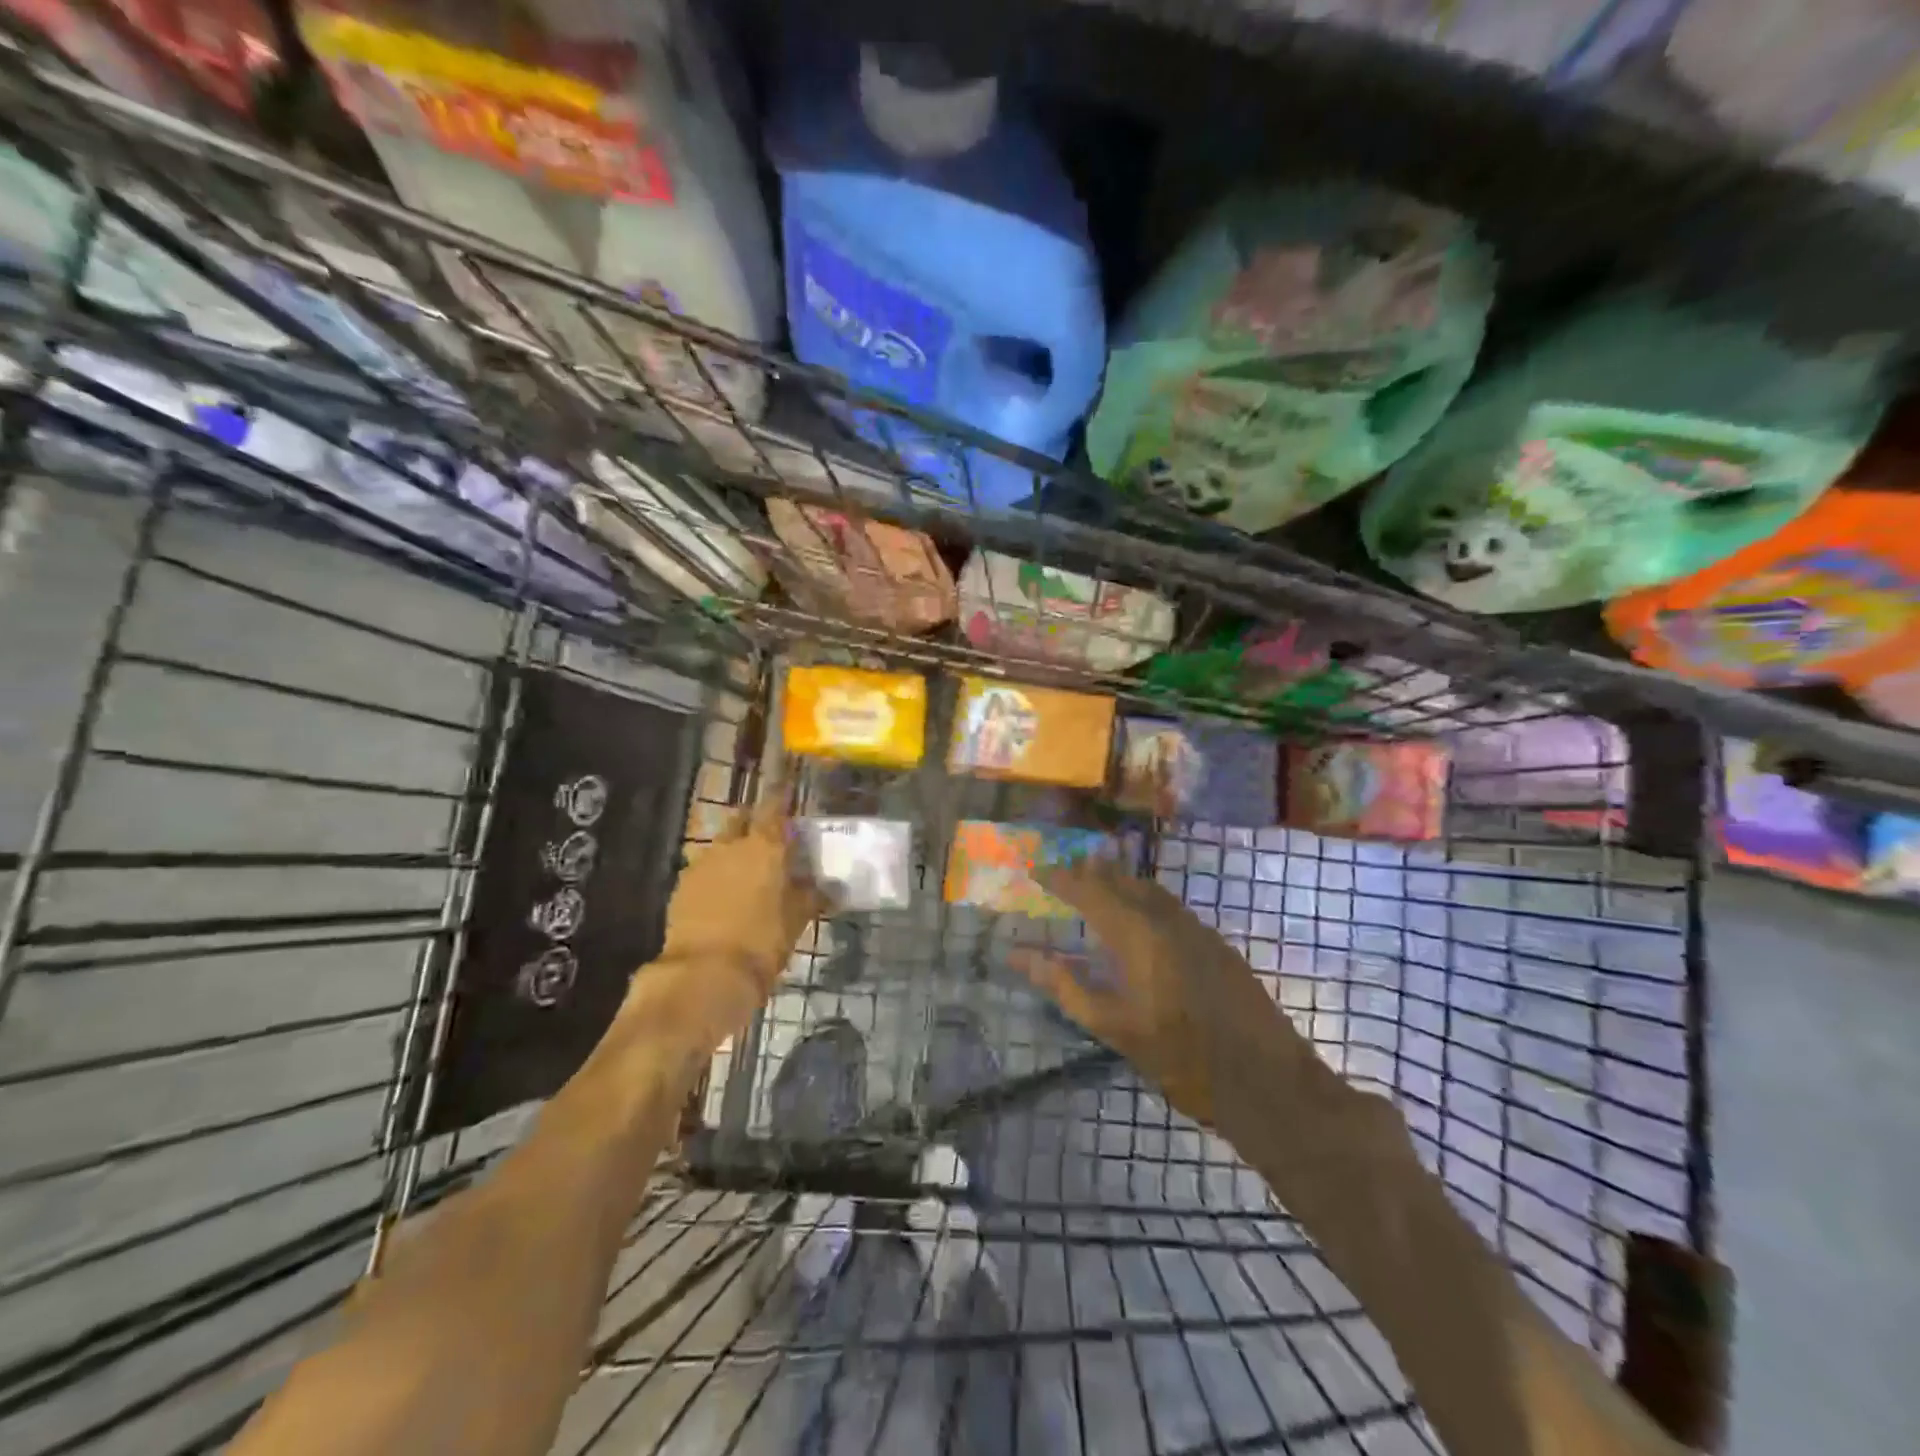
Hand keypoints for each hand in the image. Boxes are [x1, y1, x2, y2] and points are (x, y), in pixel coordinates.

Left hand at [627, 787, 824, 1057]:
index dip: (781, 798)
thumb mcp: (797, 920)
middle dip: (754, 823)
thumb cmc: (763, 942)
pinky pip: (704, 871)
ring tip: (749, 874)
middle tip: (771, 838)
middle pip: (742, 820)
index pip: (774, 806)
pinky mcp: (681, 888)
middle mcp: (730, 846)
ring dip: (734, 852)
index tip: (789, 795)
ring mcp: (701, 864)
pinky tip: (725, 898)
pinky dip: (717, 877)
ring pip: (721, 846)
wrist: (704, 975)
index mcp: (764, 846)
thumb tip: (831, 886)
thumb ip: (812, 896)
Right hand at [1009, 860, 1296, 1128]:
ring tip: (1096, 885)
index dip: (1061, 878)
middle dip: (1091, 872)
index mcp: (1139, 935)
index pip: (1090, 891)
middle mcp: (1168, 920)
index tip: (1036, 870)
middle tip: (1064, 873)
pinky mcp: (1217, 945)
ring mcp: (1198, 930)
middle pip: (1123, 881)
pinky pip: (1171, 907)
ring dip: (1120, 883)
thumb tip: (1021, 956)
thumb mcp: (1115, 1028)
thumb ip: (1067, 986)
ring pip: (1151, 891)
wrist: (1269, 1083)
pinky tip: (1140, 921)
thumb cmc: (1182, 1060)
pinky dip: (1145, 901)